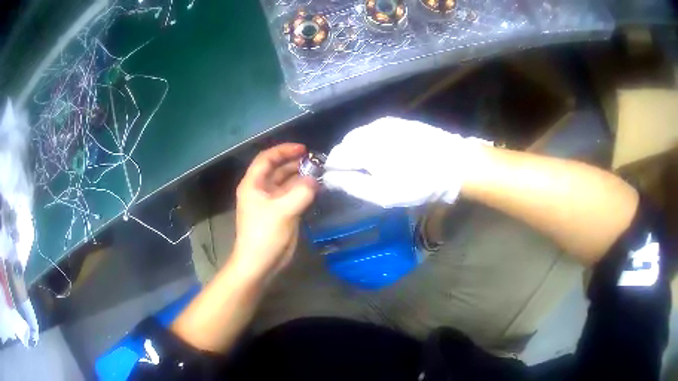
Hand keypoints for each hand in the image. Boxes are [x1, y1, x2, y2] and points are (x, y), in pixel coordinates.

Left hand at [230, 143, 317, 280]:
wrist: (259, 263)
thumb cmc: (264, 235)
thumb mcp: (283, 211)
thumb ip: (301, 192)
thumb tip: (315, 180)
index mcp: (253, 184)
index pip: (267, 158)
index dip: (284, 150)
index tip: (304, 149)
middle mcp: (261, 189)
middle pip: (278, 169)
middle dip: (296, 163)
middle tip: (317, 162)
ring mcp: (271, 202)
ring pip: (287, 183)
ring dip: (301, 177)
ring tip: (319, 174)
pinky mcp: (280, 213)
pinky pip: (292, 196)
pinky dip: (303, 191)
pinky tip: (316, 189)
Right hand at [323, 117, 490, 207]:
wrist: (456, 164)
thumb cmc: (419, 183)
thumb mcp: (383, 193)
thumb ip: (351, 185)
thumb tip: (328, 179)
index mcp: (363, 146)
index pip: (334, 156)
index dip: (333, 171)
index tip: (341, 184)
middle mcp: (370, 129)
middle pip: (346, 144)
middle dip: (347, 160)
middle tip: (361, 180)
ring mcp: (386, 122)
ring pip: (361, 136)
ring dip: (360, 151)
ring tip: (376, 169)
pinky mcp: (400, 121)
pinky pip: (376, 132)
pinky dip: (374, 143)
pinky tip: (388, 156)